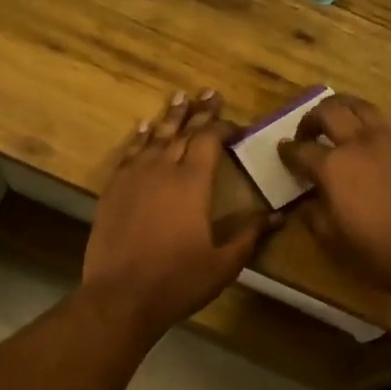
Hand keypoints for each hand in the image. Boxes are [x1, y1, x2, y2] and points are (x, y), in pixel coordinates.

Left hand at [84, 89, 269, 337]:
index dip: (222, 127)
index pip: (209, 140)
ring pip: (154, 136)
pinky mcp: (113, 190)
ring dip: (169, 116)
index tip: (235, 125)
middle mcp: (163, 170)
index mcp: (192, 183)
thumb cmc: (178, 281)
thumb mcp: (223, 263)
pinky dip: (139, 137)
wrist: (121, 296)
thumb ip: (250, 235)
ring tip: (180, 97)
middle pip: (182, 131)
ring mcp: (134, 178)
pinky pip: (129, 153)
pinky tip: (144, 127)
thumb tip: (276, 215)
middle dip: (198, 112)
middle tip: (209, 93)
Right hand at [278, 94, 390, 303]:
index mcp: (333, 167)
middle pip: (329, 111)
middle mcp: (360, 142)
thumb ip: (315, 215)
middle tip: (310, 133)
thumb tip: (309, 201)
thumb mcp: (334, 241)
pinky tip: (385, 139)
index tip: (284, 152)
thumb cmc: (381, 251)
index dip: (288, 151)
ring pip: (363, 106)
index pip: (300, 150)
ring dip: (346, 110)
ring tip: (344, 123)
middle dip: (312, 118)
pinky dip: (385, 126)